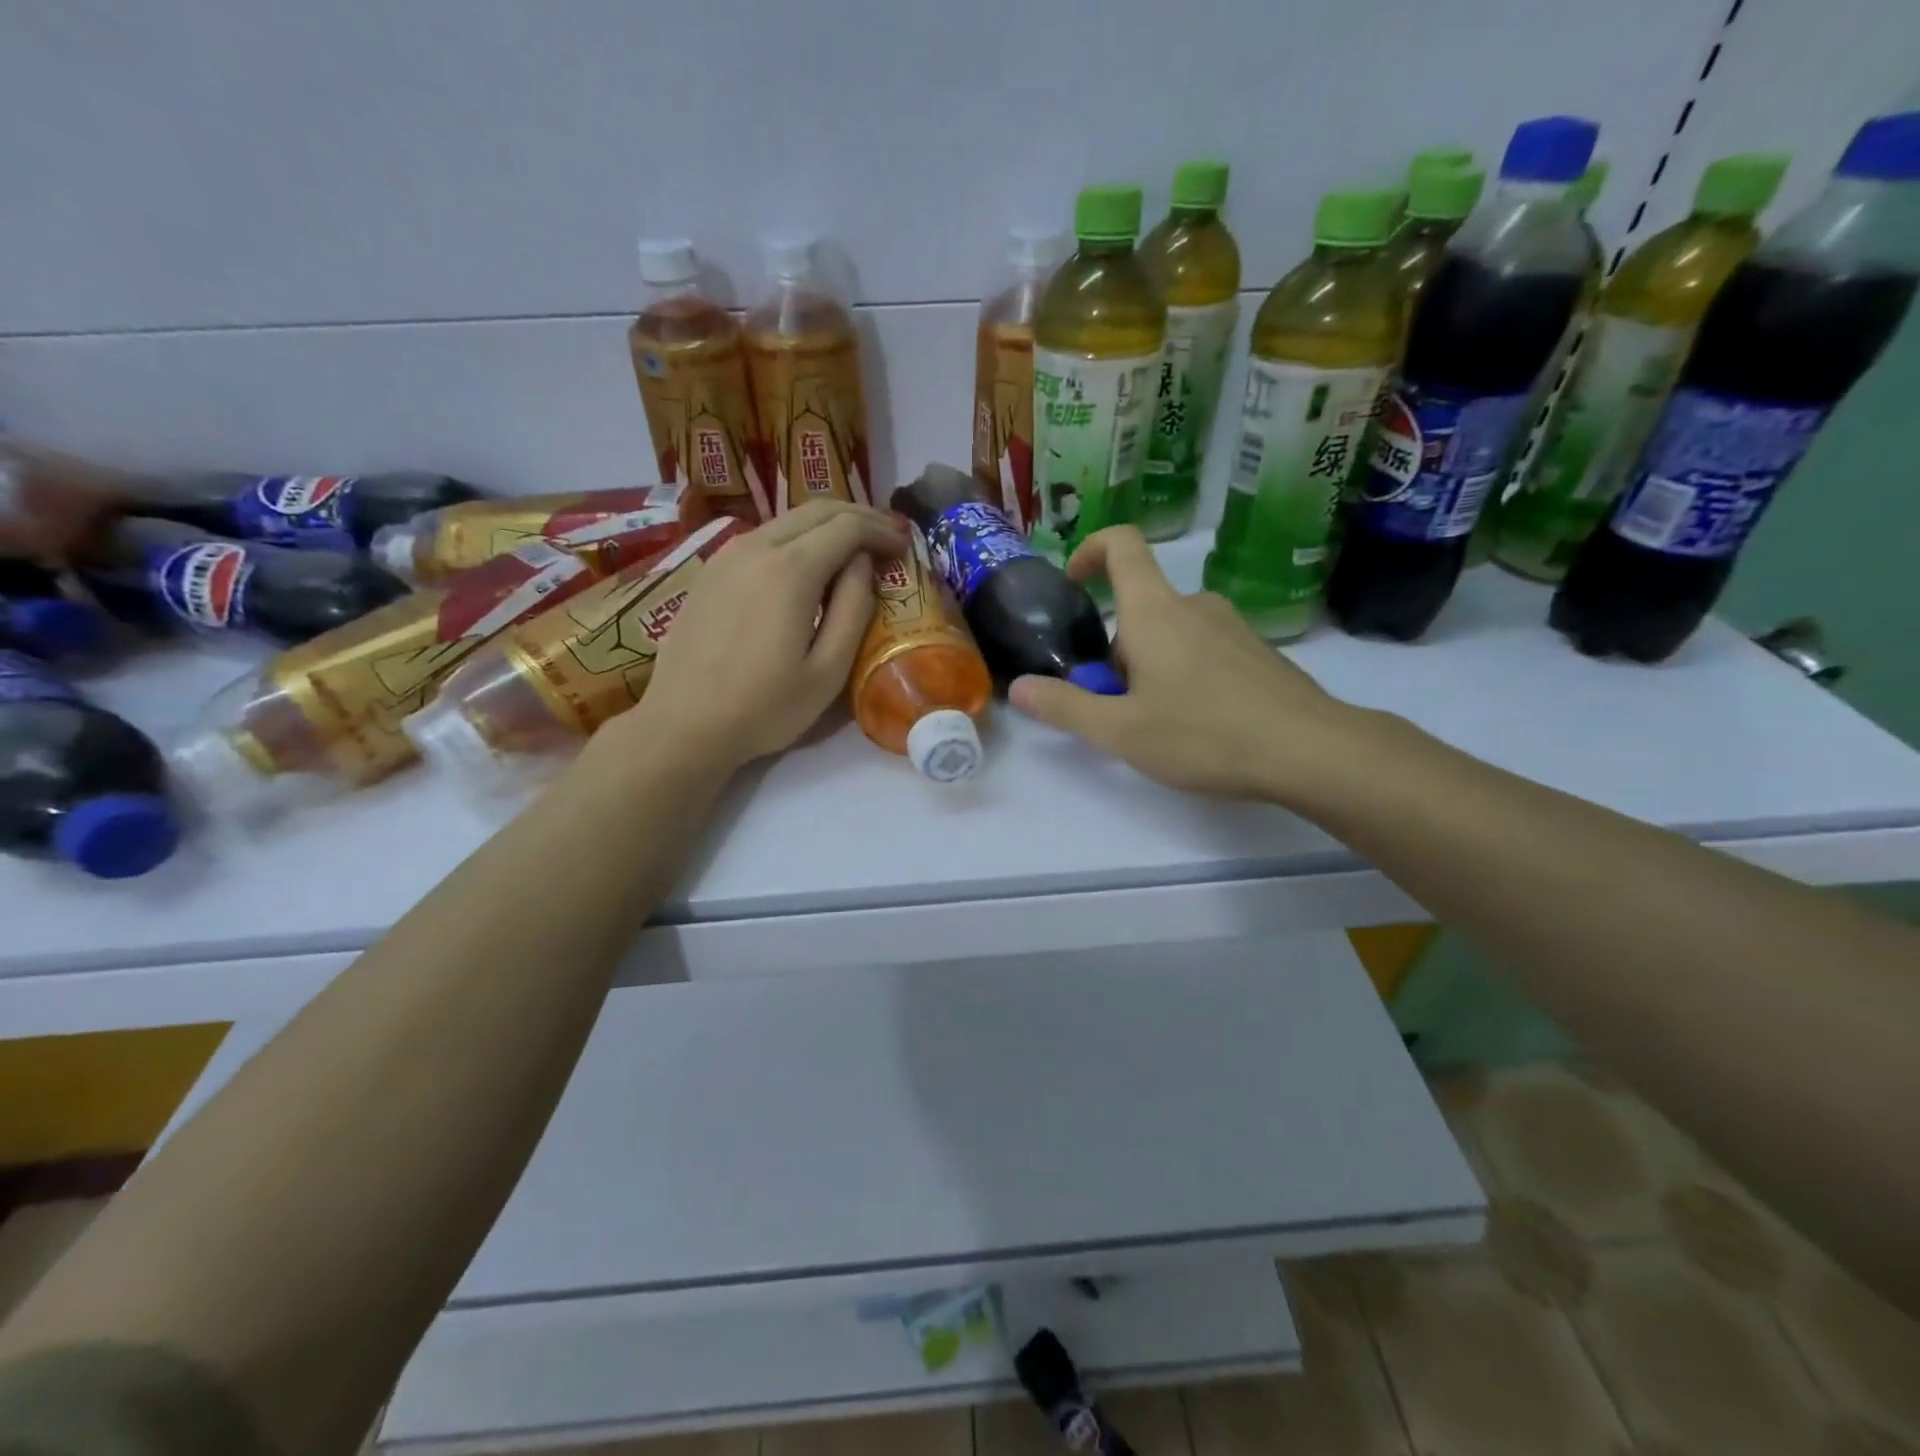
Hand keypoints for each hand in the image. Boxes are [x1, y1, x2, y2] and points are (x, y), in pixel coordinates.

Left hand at [600, 500, 906, 775]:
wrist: (683, 724)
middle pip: (817, 510)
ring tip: (854, 551)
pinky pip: (763, 537)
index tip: (904, 547)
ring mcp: (727, 555)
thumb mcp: (828, 671)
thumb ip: (853, 609)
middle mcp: (757, 547)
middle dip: (858, 517)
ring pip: (788, 520)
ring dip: (827, 526)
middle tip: (887, 539)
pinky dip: (797, 539)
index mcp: (791, 570)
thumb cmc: (765, 707)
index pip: (847, 526)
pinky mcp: (711, 570)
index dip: (881, 530)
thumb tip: (862, 564)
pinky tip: (807, 565)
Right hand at [1008, 526, 1363, 803]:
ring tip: (1157, 725)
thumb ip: (1066, 707)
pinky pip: (1204, 650)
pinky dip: (1185, 675)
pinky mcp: (1258, 652)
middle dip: (1117, 651)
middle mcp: (1194, 605)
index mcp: (1155, 611)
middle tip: (1117, 709)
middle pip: (1139, 608)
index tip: (1073, 584)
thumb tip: (1019, 687)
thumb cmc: (1204, 734)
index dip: (1090, 551)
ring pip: (1171, 634)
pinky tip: (1199, 726)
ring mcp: (1232, 627)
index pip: (1122, 545)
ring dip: (1150, 667)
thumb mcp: (1121, 731)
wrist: (1311, 750)